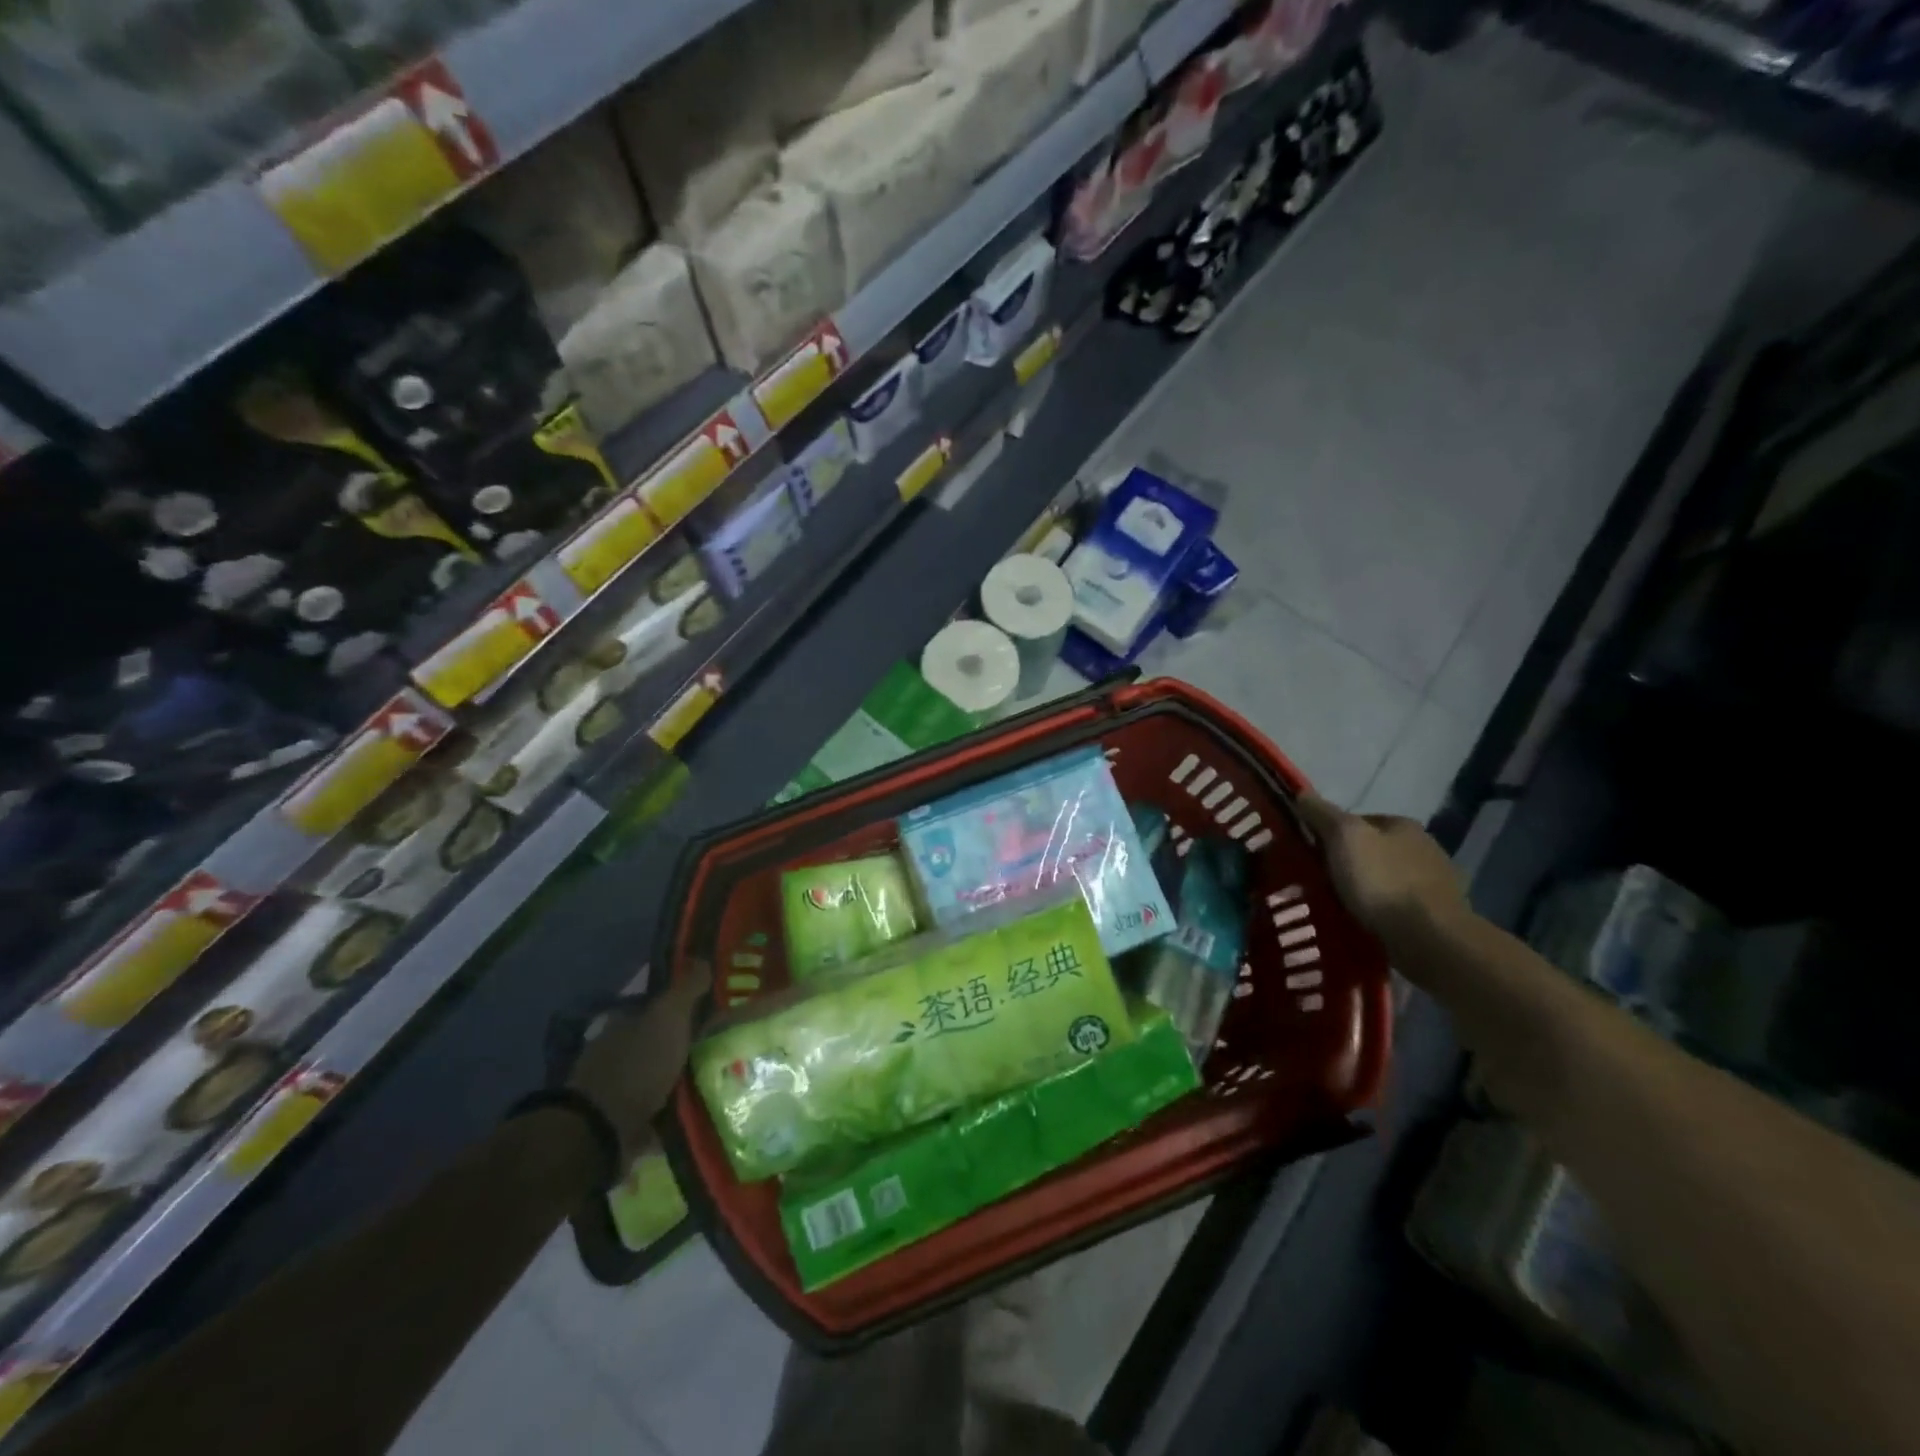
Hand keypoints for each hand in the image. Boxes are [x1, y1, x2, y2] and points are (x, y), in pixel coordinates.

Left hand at [568, 960, 710, 1162]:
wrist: (602, 1130)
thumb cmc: (638, 1064)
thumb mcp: (668, 1017)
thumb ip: (687, 989)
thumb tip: (703, 959)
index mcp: (623, 1022)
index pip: (656, 1008)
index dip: (683, 1009)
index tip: (711, 1015)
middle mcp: (615, 1052)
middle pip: (657, 1043)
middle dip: (683, 1047)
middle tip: (720, 1050)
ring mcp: (615, 1090)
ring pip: (657, 1078)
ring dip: (679, 1081)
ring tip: (715, 1084)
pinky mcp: (619, 1124)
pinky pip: (654, 1112)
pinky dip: (672, 1112)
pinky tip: (696, 1112)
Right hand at [1294, 794, 1466, 952]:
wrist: (1431, 939)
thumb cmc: (1383, 881)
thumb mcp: (1343, 837)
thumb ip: (1322, 813)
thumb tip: (1301, 793)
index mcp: (1403, 825)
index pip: (1357, 821)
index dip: (1330, 835)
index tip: (1311, 855)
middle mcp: (1425, 847)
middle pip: (1372, 850)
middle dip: (1348, 864)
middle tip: (1319, 883)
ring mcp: (1436, 883)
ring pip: (1385, 879)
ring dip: (1366, 890)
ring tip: (1338, 907)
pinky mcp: (1439, 916)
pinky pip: (1398, 907)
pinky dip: (1381, 912)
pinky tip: (1365, 924)